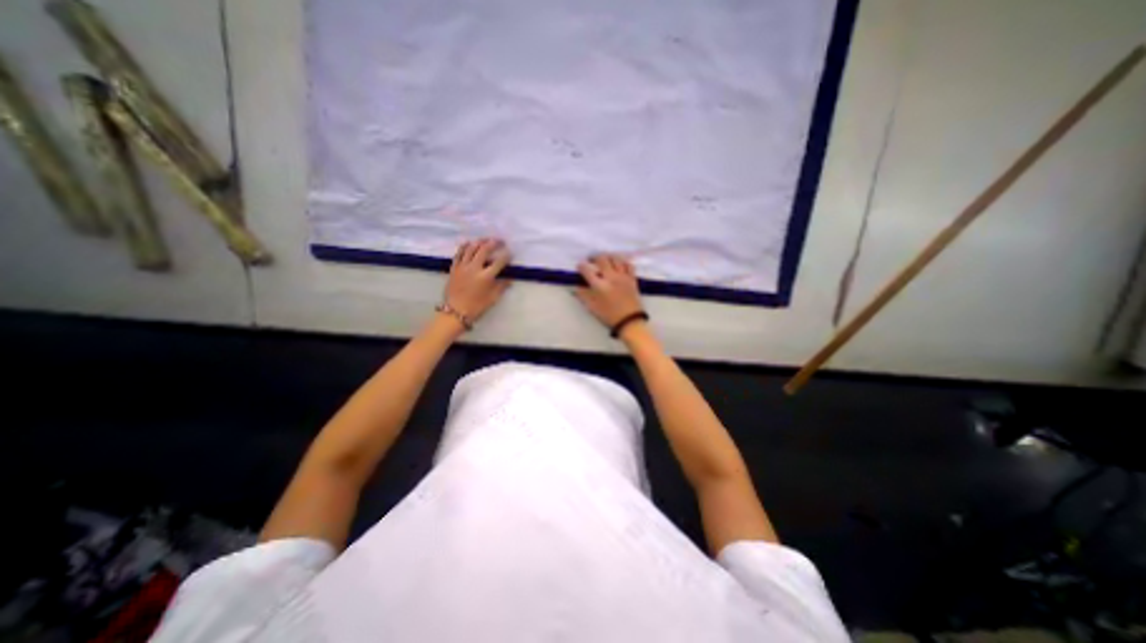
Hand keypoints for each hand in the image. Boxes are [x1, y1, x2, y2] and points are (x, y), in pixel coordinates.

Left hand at [444, 239, 512, 322]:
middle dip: (494, 243)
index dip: (506, 256)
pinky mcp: (454, 268)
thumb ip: (501, 286)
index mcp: (485, 277)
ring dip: (480, 241)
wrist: (455, 312)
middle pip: (485, 250)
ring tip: (486, 239)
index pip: (499, 262)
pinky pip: (459, 253)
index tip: (510, 253)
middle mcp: (474, 268)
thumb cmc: (476, 307)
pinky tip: (469, 243)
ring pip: (471, 248)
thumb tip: (510, 279)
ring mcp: (463, 267)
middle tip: (500, 241)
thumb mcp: (493, 298)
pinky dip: (465, 246)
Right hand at [572, 254, 643, 328]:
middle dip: (594, 257)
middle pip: (602, 259)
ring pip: (616, 258)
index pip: (587, 271)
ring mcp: (623, 277)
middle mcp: (611, 278)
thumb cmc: (609, 315)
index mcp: (600, 286)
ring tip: (605, 259)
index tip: (580, 266)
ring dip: (608, 256)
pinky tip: (619, 264)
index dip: (581, 266)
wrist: (629, 321)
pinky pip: (629, 265)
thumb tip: (576, 287)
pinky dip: (623, 262)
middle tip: (591, 260)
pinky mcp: (632, 278)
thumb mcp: (592, 307)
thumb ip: (583, 295)